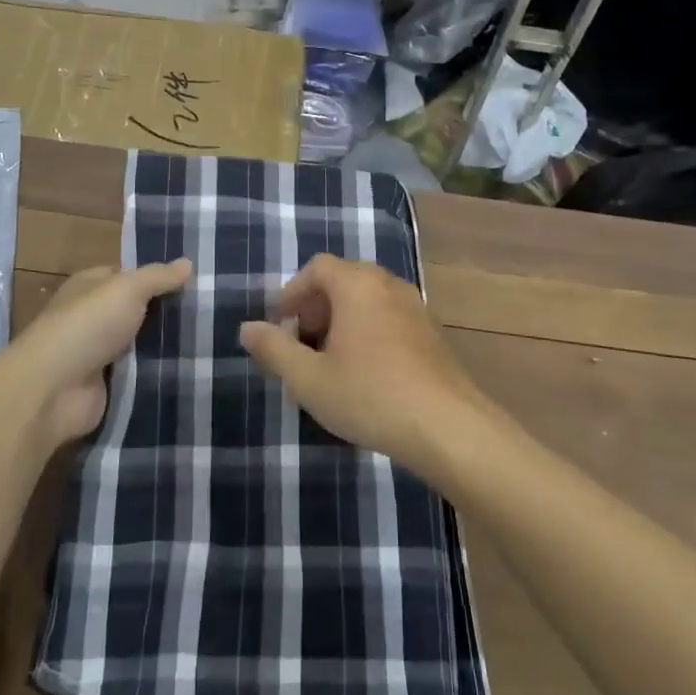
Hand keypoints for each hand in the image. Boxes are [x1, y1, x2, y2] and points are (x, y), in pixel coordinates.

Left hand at [6, 260, 191, 449]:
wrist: (54, 388)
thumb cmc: (88, 324)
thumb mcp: (128, 288)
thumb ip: (158, 276)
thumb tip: (188, 262)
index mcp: (90, 286)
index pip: (128, 276)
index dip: (158, 278)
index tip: (194, 282)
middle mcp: (93, 317)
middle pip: (137, 311)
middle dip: (167, 313)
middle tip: (210, 312)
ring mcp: (98, 353)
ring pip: (141, 344)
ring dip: (166, 345)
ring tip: (210, 340)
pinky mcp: (106, 386)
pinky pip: (139, 374)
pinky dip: (158, 372)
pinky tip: (191, 367)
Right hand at [239, 254, 497, 481]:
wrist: (447, 426)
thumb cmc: (369, 395)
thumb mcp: (309, 378)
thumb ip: (274, 349)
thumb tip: (247, 328)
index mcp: (357, 284)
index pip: (317, 267)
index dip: (292, 293)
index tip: (280, 326)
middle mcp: (388, 284)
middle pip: (343, 280)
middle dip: (315, 308)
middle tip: (302, 346)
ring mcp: (415, 307)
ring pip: (367, 300)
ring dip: (341, 322)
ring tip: (329, 363)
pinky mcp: (431, 332)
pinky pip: (388, 317)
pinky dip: (367, 331)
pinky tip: (365, 374)